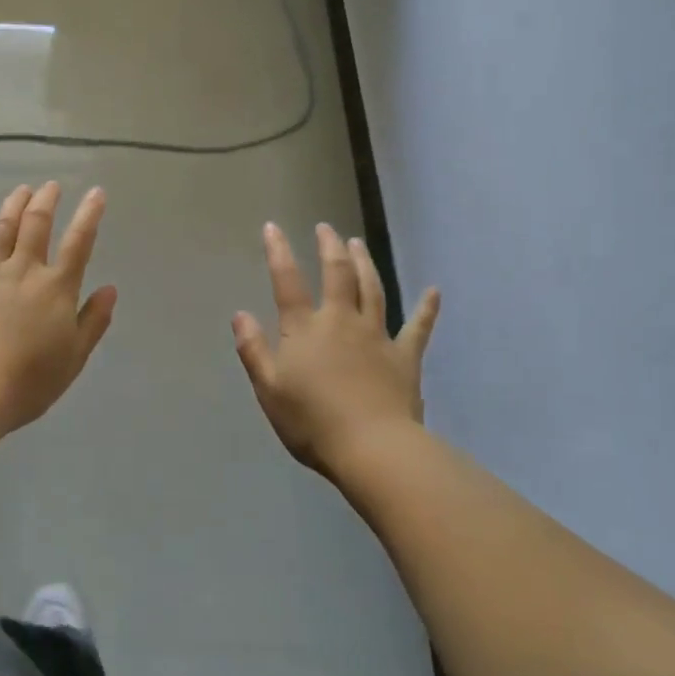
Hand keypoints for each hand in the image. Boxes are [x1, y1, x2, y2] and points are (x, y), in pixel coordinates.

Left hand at [0, 182, 117, 431]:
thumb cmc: (30, 381)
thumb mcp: (74, 357)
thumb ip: (94, 321)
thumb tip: (110, 288)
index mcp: (56, 288)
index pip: (79, 242)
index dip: (90, 214)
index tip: (96, 192)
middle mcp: (24, 270)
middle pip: (37, 224)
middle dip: (47, 200)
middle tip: (52, 186)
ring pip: (3, 228)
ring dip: (14, 204)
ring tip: (22, 189)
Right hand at [233, 222, 439, 480]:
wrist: (372, 448)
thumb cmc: (312, 422)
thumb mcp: (269, 389)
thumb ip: (253, 349)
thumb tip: (240, 314)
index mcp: (305, 329)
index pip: (287, 281)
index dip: (279, 252)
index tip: (273, 227)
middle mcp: (341, 322)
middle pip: (337, 274)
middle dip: (330, 247)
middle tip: (326, 228)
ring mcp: (376, 336)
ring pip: (372, 289)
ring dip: (365, 263)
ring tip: (358, 243)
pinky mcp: (404, 357)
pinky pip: (418, 328)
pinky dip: (426, 309)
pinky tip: (434, 292)